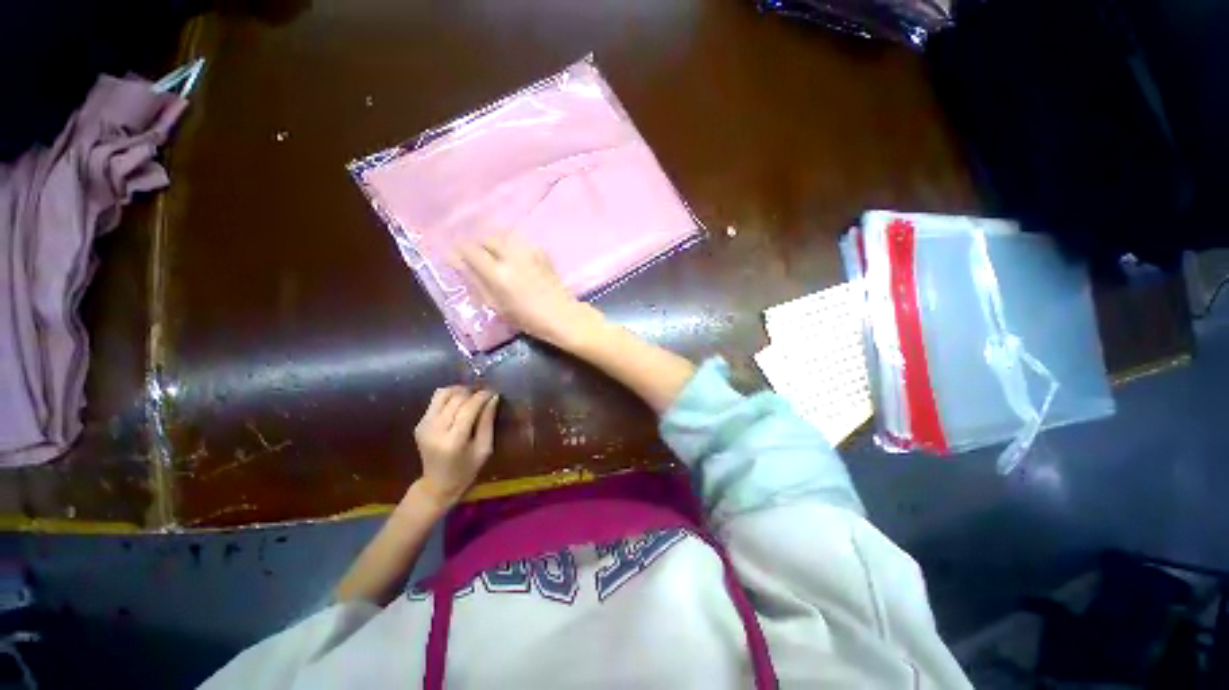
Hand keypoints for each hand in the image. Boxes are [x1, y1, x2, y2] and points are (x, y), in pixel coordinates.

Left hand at [413, 387, 498, 509]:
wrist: (437, 484)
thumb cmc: (467, 470)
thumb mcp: (484, 449)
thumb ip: (488, 422)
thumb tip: (493, 398)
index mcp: (454, 440)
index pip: (469, 408)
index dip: (482, 396)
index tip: (493, 393)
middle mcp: (435, 430)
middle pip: (456, 398)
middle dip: (472, 392)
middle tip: (484, 395)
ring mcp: (424, 426)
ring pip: (442, 394)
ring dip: (459, 391)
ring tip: (471, 396)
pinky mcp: (419, 424)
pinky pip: (435, 401)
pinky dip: (450, 397)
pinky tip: (459, 405)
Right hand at [456, 235, 603, 348]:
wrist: (561, 315)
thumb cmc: (527, 318)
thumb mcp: (496, 305)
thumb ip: (475, 280)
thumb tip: (455, 261)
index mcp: (497, 272)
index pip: (470, 249)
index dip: (460, 251)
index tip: (457, 257)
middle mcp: (511, 256)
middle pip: (487, 238)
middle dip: (478, 246)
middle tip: (478, 259)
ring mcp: (528, 251)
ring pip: (504, 237)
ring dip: (495, 244)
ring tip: (496, 258)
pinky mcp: (541, 252)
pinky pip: (520, 242)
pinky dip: (512, 247)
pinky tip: (515, 260)